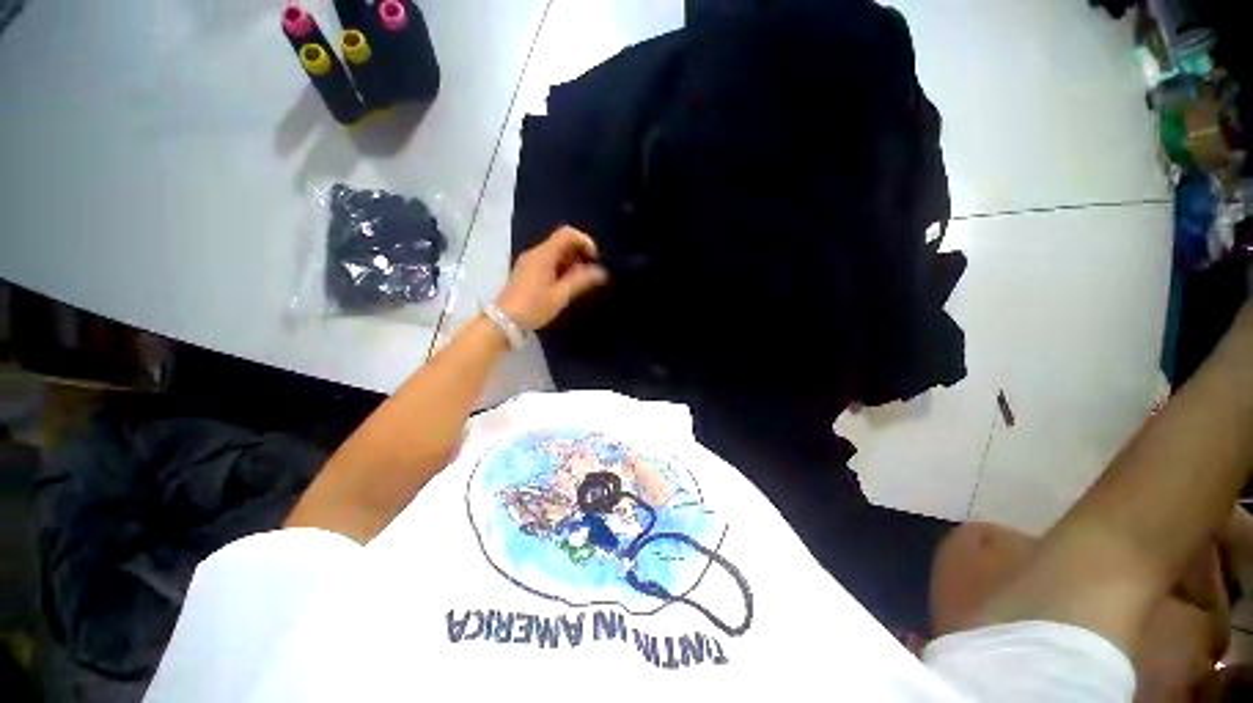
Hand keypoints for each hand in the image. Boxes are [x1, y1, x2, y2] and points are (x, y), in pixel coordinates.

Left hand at [496, 226, 607, 330]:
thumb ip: (581, 281)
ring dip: (571, 263)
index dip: (585, 242)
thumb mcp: (560, 296)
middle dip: (579, 254)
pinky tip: (565, 286)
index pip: (567, 234)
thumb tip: (602, 272)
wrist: (503, 321)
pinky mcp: (527, 271)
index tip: (594, 260)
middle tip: (589, 275)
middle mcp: (535, 253)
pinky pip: (549, 262)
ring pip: (556, 253)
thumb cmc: (533, 308)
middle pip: (562, 242)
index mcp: (543, 255)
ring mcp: (530, 262)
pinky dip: (561, 268)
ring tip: (579, 283)